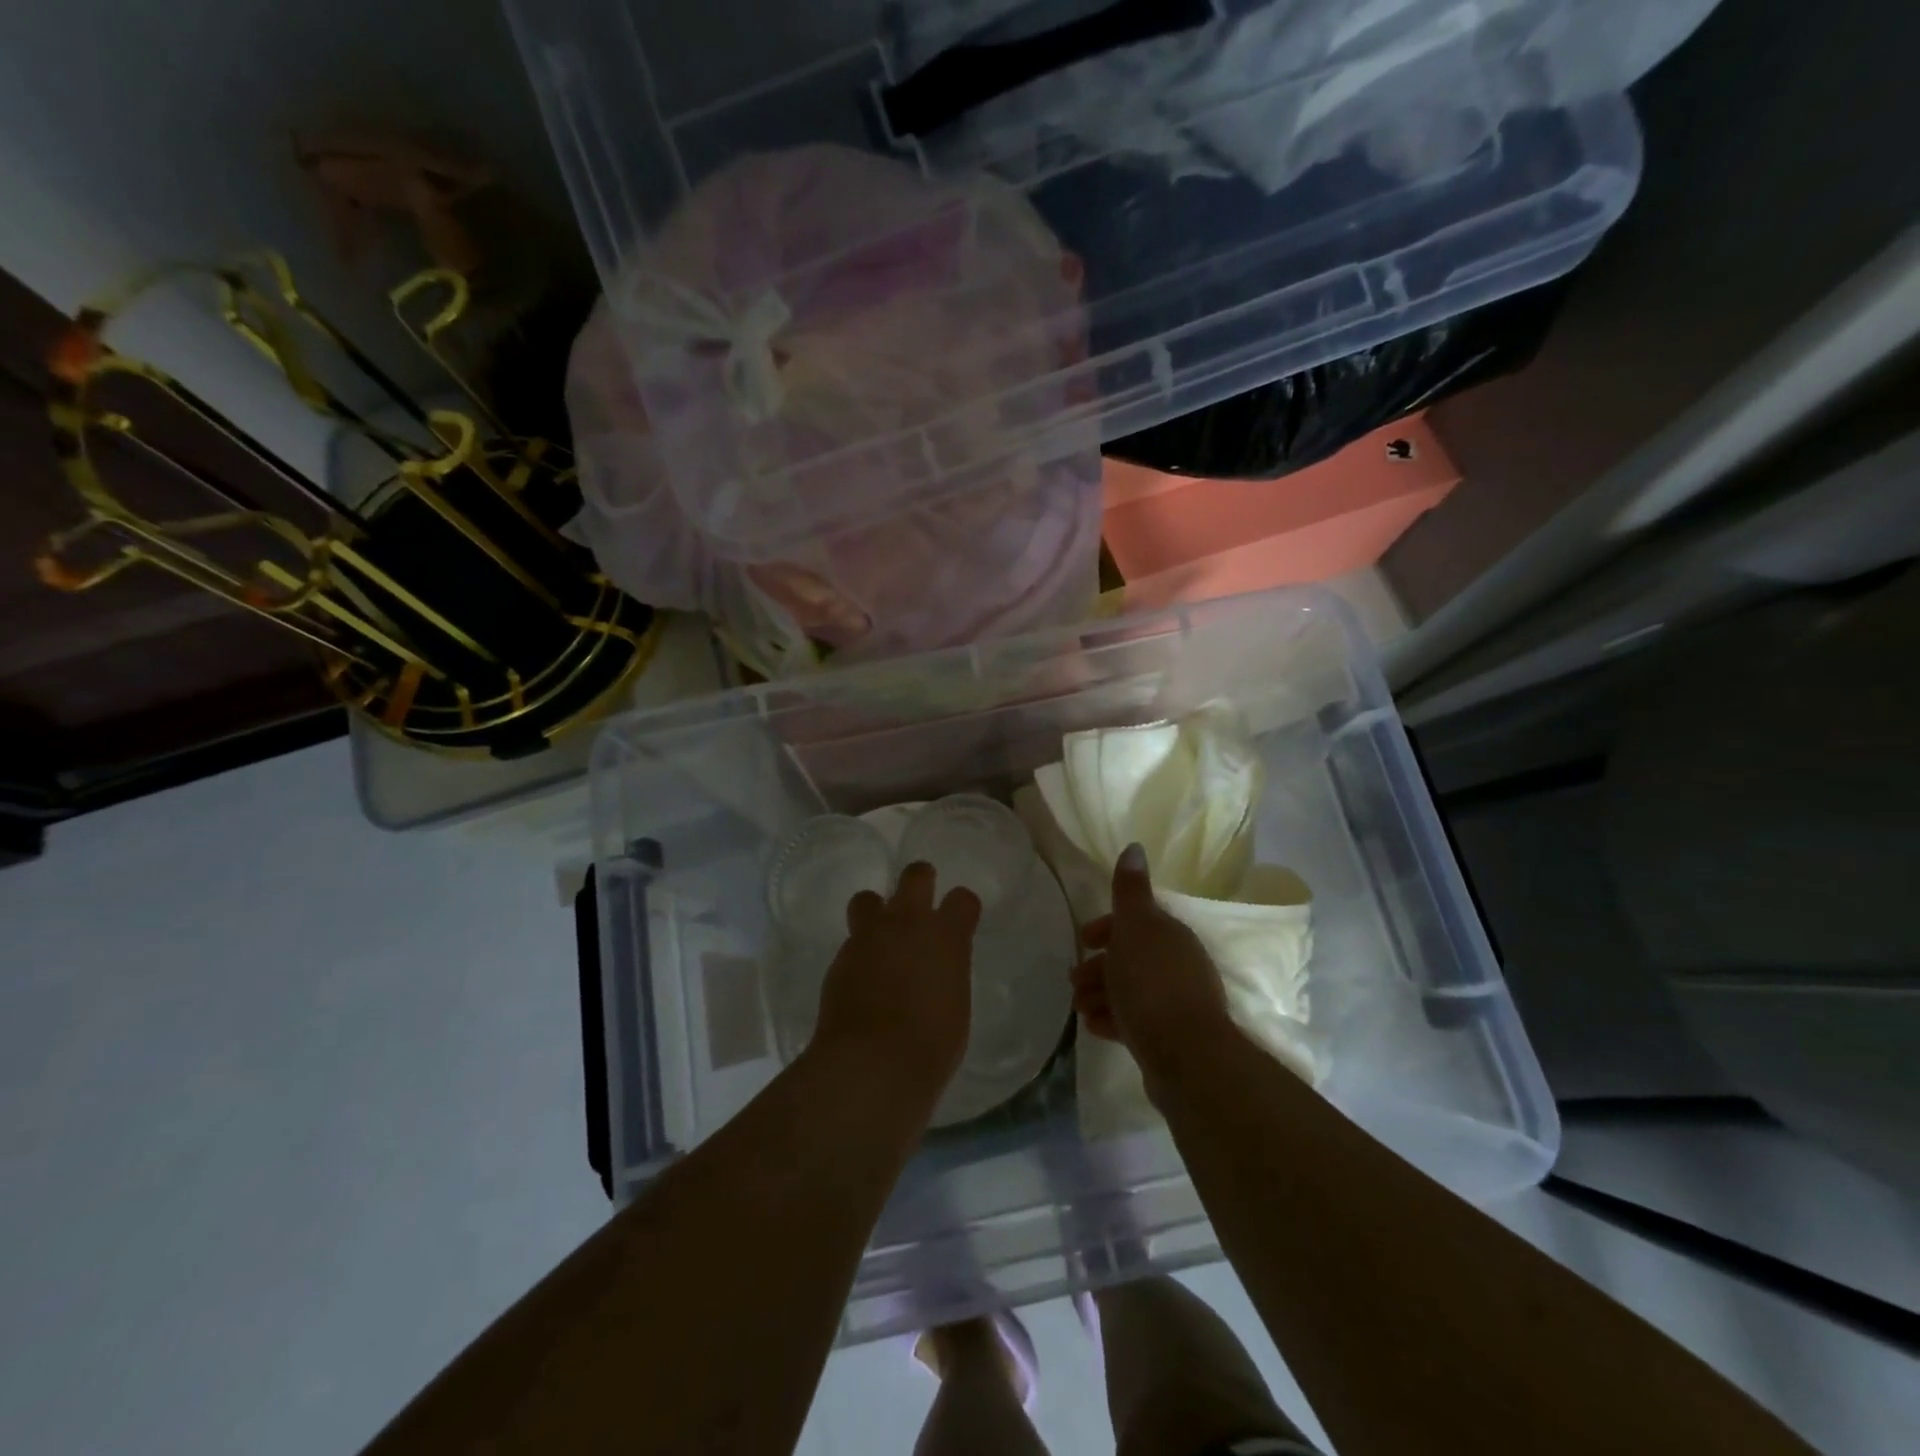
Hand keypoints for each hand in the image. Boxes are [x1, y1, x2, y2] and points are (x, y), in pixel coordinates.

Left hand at [811, 862, 981, 1108]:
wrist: (871, 1063)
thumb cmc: (930, 1045)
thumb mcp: (955, 1006)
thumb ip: (947, 976)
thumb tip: (936, 973)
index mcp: (947, 936)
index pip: (963, 899)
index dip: (963, 906)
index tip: (962, 917)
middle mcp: (908, 924)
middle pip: (915, 876)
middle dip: (920, 879)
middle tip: (920, 896)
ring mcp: (869, 937)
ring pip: (868, 899)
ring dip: (876, 912)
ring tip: (879, 936)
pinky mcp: (840, 958)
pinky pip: (851, 941)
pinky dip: (859, 952)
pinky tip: (862, 978)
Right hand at [1071, 844, 1236, 1087]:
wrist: (1186, 1056)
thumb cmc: (1152, 983)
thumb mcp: (1135, 927)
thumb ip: (1130, 890)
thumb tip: (1135, 846)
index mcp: (1170, 935)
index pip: (1136, 921)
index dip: (1106, 927)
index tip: (1083, 940)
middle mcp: (1177, 964)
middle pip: (1130, 957)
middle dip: (1099, 965)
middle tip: (1073, 981)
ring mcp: (1176, 1003)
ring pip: (1130, 989)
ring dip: (1101, 993)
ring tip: (1079, 1008)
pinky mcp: (1169, 1037)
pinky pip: (1134, 1020)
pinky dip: (1112, 1018)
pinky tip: (1095, 1027)